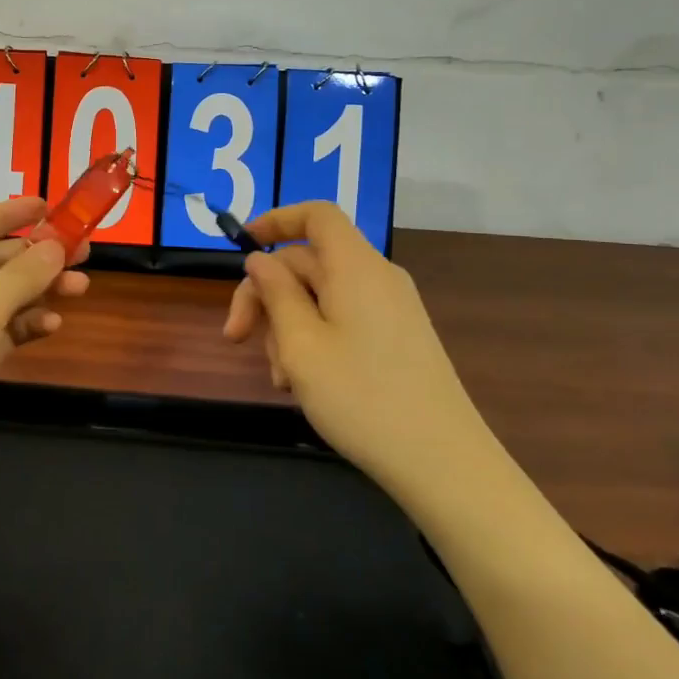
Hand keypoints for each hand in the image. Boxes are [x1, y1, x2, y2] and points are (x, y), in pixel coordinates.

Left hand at [0, 197, 88, 522]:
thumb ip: (21, 275)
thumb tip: (56, 245)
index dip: (7, 213)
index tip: (49, 204)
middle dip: (34, 256)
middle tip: (83, 248)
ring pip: (0, 297)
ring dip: (38, 290)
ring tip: (81, 287)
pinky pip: (1, 331)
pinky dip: (26, 324)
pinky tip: (52, 324)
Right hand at [222, 201, 484, 483]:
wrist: (442, 463)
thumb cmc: (361, 398)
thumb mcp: (301, 345)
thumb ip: (275, 294)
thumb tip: (260, 260)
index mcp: (356, 267)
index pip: (316, 215)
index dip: (276, 220)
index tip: (242, 246)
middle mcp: (376, 278)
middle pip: (309, 262)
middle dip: (267, 294)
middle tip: (235, 338)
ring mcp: (391, 309)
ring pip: (321, 296)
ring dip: (287, 326)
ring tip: (281, 378)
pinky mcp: (397, 338)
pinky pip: (344, 320)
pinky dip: (314, 339)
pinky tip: (304, 382)